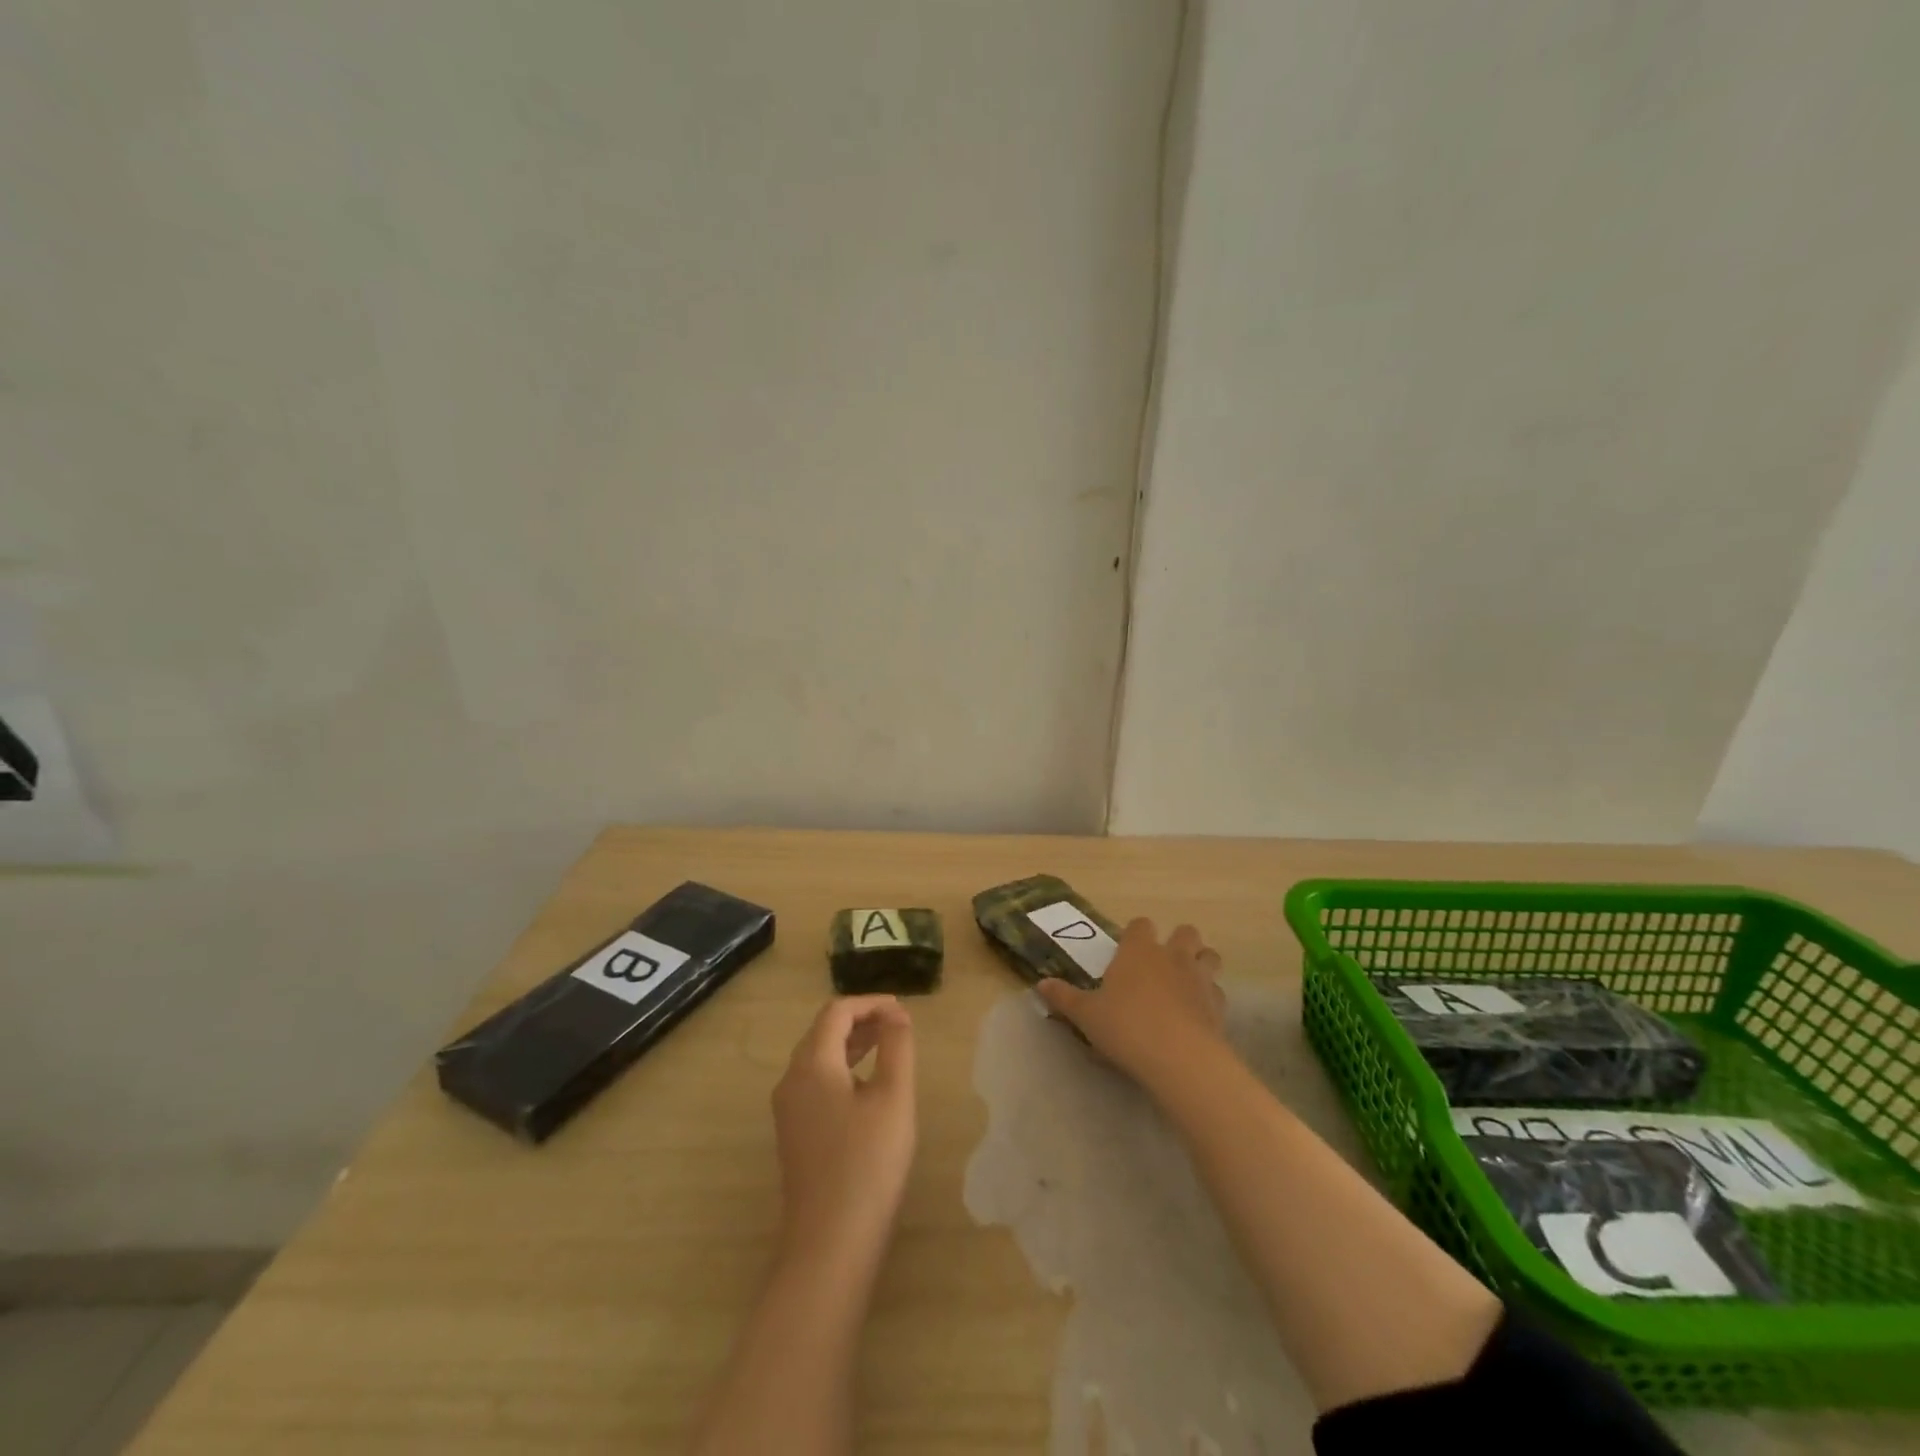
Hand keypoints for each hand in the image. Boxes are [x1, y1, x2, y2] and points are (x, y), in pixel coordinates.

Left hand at [771, 995, 916, 1271]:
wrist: (829, 1245)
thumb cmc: (867, 1164)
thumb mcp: (893, 1098)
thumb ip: (896, 1047)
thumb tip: (896, 1015)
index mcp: (811, 1064)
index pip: (836, 1012)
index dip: (870, 1004)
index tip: (903, 1010)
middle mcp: (791, 1080)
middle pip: (823, 1032)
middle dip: (861, 1021)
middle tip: (899, 1025)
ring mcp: (788, 1110)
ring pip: (818, 1058)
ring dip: (852, 1045)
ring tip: (889, 1047)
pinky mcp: (794, 1134)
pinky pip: (816, 1083)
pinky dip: (842, 1070)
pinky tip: (869, 1088)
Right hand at [1036, 918, 1229, 1092]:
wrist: (1179, 1058)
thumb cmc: (1126, 1027)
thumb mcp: (1086, 1015)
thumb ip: (1064, 998)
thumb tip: (1040, 985)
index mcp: (1139, 950)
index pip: (1140, 925)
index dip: (1135, 935)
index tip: (1126, 952)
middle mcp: (1172, 956)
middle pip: (1185, 932)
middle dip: (1178, 942)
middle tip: (1161, 964)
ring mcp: (1200, 978)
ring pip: (1209, 956)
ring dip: (1201, 963)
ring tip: (1185, 983)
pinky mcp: (1219, 1006)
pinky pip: (1217, 992)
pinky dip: (1209, 998)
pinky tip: (1196, 1015)